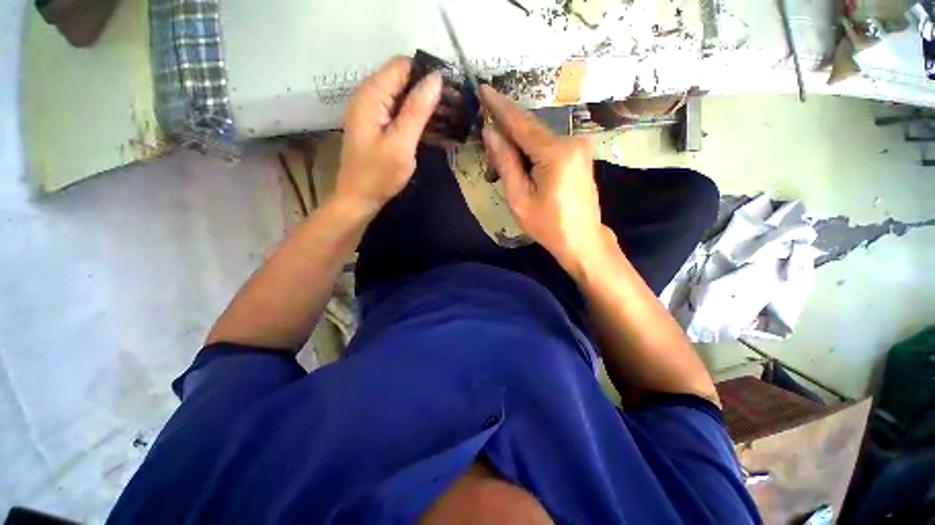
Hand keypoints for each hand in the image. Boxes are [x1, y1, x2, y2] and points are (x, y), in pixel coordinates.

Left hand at [336, 56, 442, 214]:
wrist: (359, 199)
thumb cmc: (378, 175)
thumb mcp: (401, 143)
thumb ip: (417, 110)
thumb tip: (436, 79)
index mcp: (371, 95)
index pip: (402, 66)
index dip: (427, 73)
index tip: (451, 90)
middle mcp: (370, 96)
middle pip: (403, 80)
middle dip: (429, 91)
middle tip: (454, 108)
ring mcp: (373, 112)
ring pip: (404, 97)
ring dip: (426, 107)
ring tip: (451, 119)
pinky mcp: (378, 126)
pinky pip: (401, 113)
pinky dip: (418, 119)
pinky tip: (435, 130)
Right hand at [479, 84, 609, 271]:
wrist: (582, 239)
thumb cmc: (548, 225)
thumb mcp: (518, 198)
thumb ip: (505, 162)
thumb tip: (490, 131)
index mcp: (556, 152)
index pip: (520, 123)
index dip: (499, 106)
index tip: (483, 87)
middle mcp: (571, 140)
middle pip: (529, 129)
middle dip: (506, 133)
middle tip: (486, 144)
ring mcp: (579, 146)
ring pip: (538, 137)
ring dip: (517, 145)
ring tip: (500, 163)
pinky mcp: (579, 154)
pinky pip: (548, 145)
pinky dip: (530, 151)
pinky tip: (520, 164)